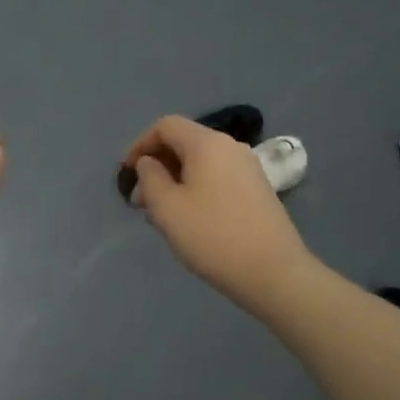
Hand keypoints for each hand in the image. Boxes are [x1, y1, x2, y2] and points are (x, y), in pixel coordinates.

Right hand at [120, 115, 311, 311]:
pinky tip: (188, 219)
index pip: (165, 126)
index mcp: (207, 143)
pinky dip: (195, 189)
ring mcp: (248, 169)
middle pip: (184, 143)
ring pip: (200, 163)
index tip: (126, 174)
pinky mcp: (257, 191)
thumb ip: (149, 177)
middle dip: (156, 166)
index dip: (140, 144)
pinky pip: (217, 178)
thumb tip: (149, 163)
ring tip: (160, 214)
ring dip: (174, 181)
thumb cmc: (212, 236)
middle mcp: (230, 147)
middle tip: (140, 200)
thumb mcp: (166, 207)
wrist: (273, 273)